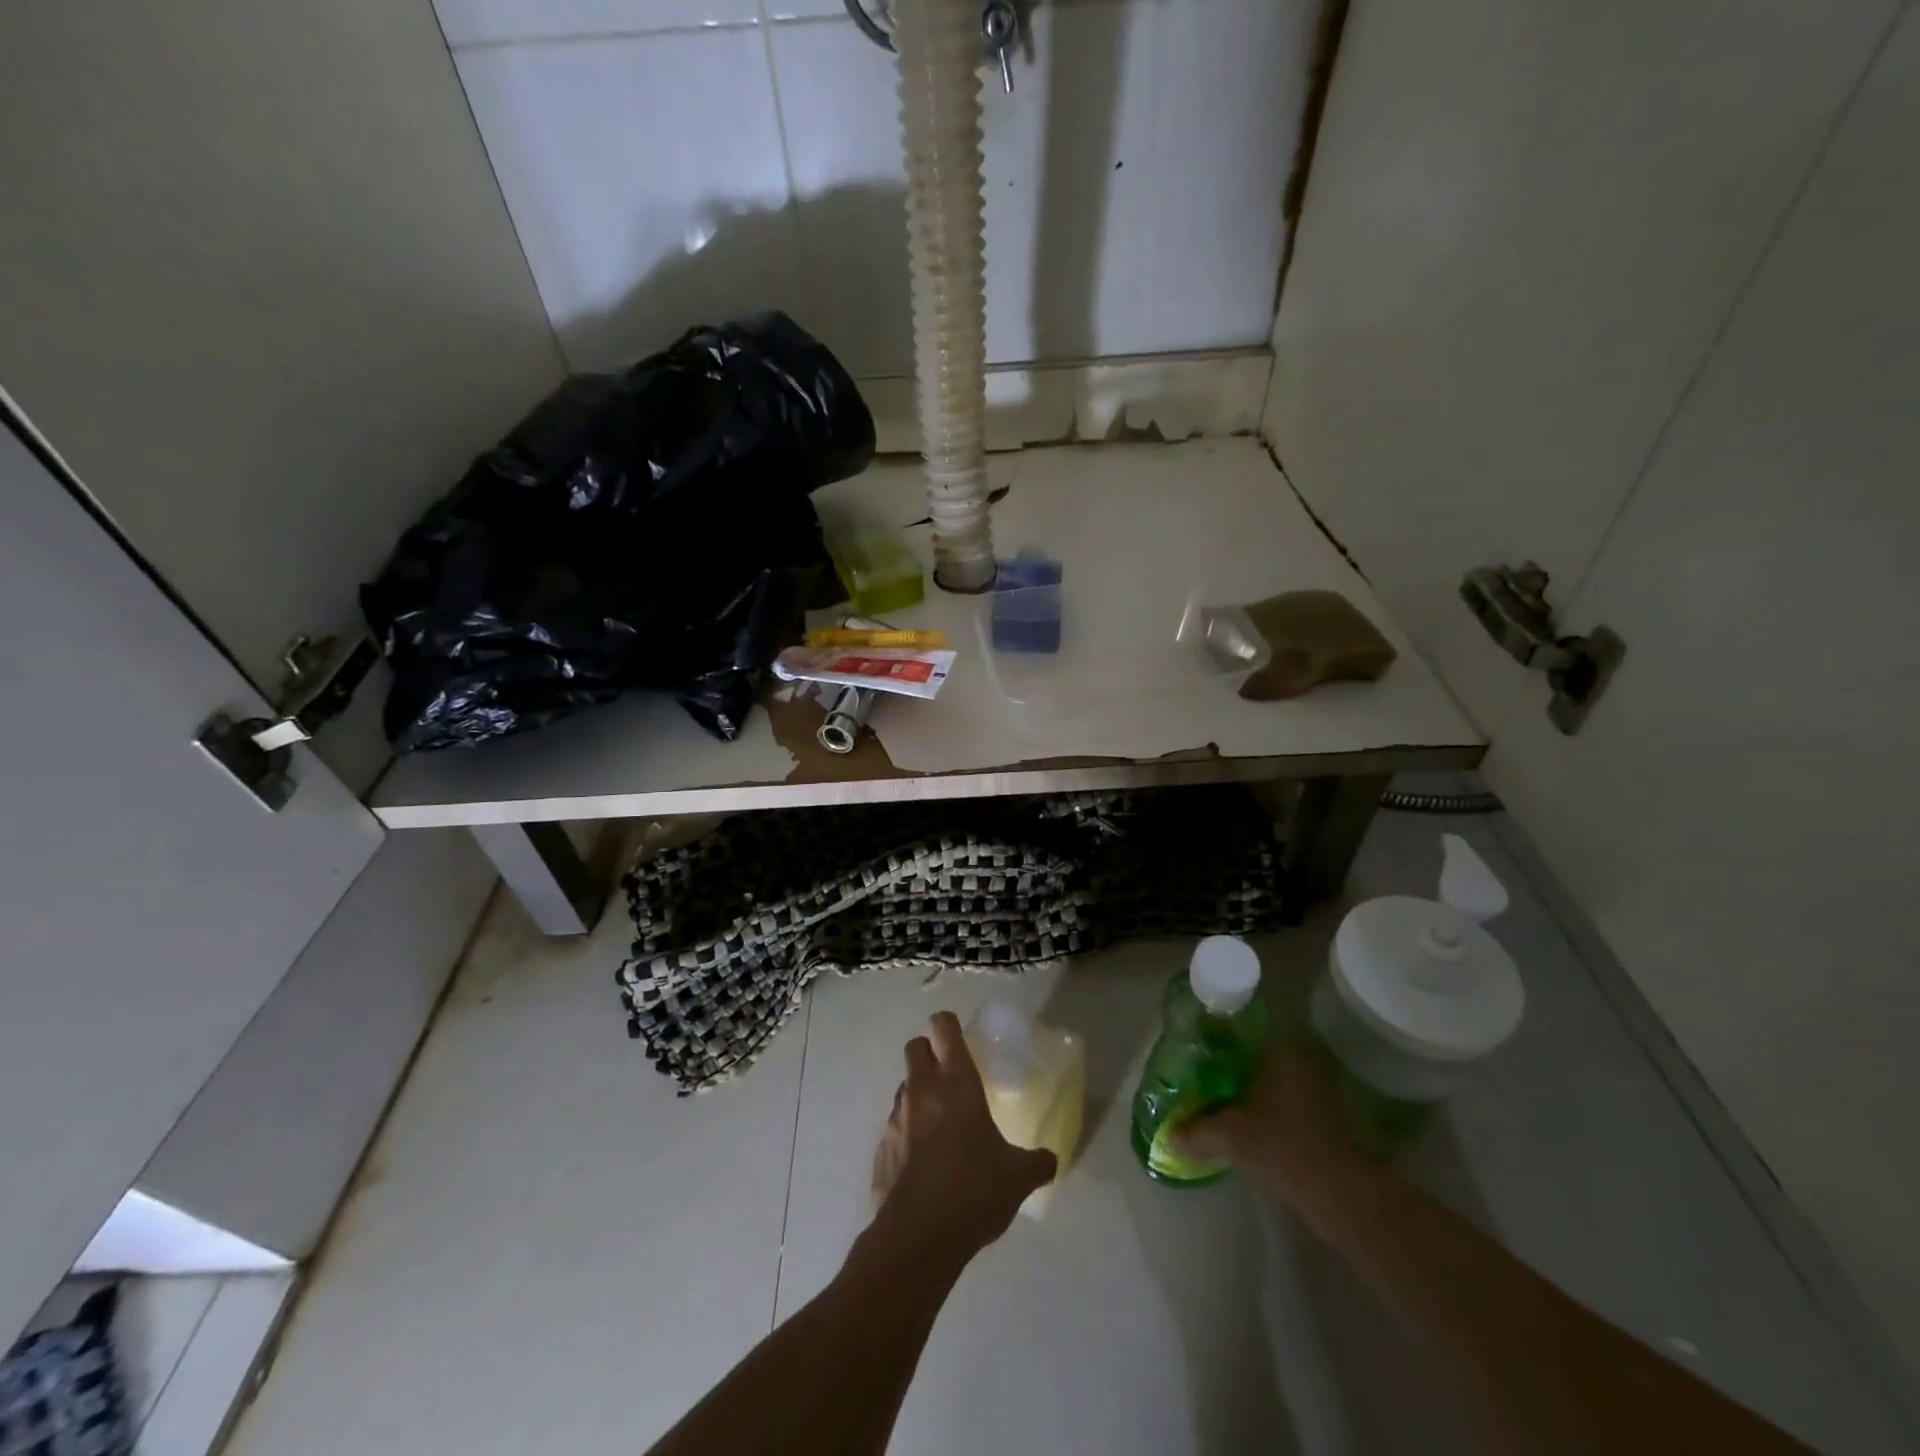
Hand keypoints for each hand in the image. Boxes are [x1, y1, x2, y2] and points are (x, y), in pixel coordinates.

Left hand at [868, 1012, 1056, 1268]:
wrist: (918, 1238)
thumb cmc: (974, 1190)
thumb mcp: (1018, 1178)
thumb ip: (1037, 1162)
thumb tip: (1050, 1159)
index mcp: (956, 1083)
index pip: (944, 1028)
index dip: (948, 1024)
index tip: (958, 1033)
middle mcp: (922, 1090)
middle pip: (915, 1047)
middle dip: (929, 1052)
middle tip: (950, 1075)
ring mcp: (896, 1118)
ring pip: (904, 1087)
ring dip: (919, 1095)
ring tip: (940, 1126)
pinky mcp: (880, 1149)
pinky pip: (894, 1128)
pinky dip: (907, 1135)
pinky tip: (924, 1164)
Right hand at [1176, 1038, 1367, 1202]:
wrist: (1337, 1192)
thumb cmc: (1279, 1145)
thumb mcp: (1228, 1136)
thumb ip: (1195, 1131)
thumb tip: (1167, 1136)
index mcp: (1278, 1050)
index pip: (1240, 1034)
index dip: (1215, 1045)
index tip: (1195, 1057)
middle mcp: (1301, 1060)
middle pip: (1255, 1059)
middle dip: (1231, 1071)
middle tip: (1203, 1082)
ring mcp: (1319, 1089)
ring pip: (1272, 1082)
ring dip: (1250, 1093)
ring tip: (1221, 1106)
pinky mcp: (1328, 1117)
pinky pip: (1286, 1102)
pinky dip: (1268, 1111)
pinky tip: (1249, 1127)